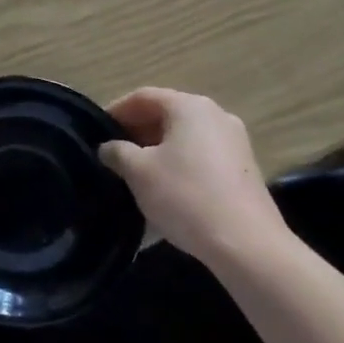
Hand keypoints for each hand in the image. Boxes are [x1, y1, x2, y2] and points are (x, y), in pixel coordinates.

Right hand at [98, 88, 288, 260]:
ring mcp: (235, 142)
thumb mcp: (139, 172)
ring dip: (157, 150)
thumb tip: (109, 147)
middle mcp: (216, 115)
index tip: (96, 132)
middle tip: (113, 154)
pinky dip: (178, 165)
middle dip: (136, 132)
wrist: (247, 245)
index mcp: (189, 106)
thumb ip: (117, 152)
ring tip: (134, 174)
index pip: (143, 97)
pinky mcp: (244, 170)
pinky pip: (201, 157)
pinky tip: (164, 191)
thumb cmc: (186, 196)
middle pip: (166, 114)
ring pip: (184, 137)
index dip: (116, 111)